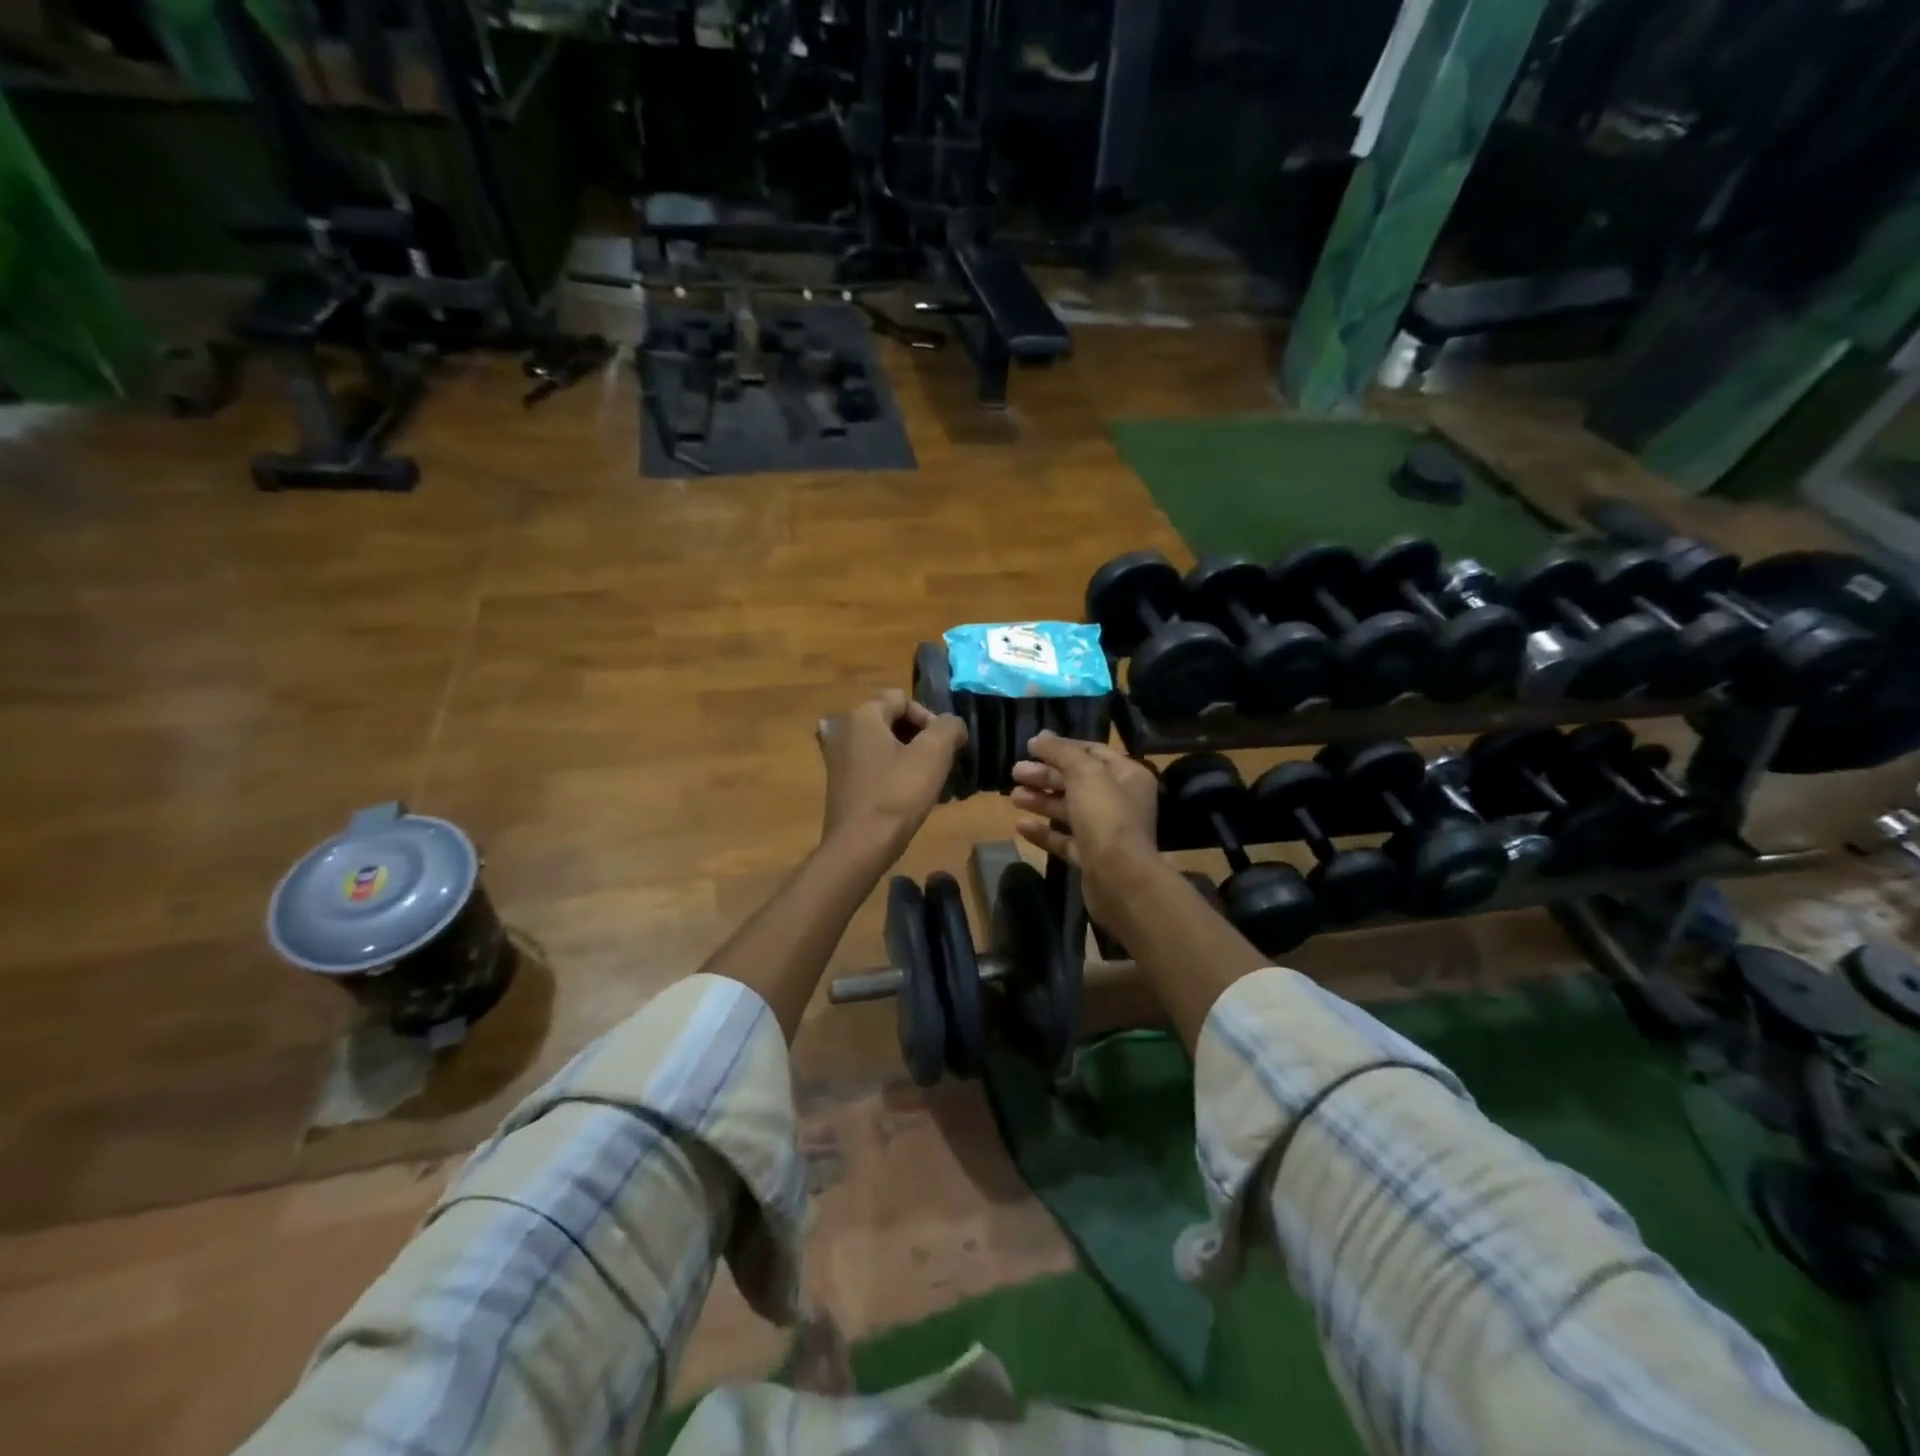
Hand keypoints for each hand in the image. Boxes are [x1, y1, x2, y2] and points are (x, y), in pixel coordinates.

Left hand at [816, 690, 966, 860]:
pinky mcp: (837, 780)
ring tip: (924, 781)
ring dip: (905, 755)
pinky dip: (887, 770)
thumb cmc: (897, 794)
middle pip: (890, 719)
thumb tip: (952, 725)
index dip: (929, 718)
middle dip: (918, 737)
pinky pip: (869, 764)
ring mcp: (835, 755)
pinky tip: (902, 792)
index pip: (903, 699)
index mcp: (863, 714)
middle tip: (937, 764)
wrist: (860, 845)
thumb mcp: (934, 754)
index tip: (943, 747)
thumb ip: (949, 727)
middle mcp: (843, 728)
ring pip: (881, 743)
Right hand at [1009, 732, 1160, 925]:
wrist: (1120, 879)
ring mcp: (1105, 831)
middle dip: (1045, 775)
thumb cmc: (1106, 816)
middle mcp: (1120, 801)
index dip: (1061, 747)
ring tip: (1013, 797)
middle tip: (1015, 772)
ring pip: (1068, 810)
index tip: (1030, 746)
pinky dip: (1043, 831)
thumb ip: (1061, 751)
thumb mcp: (1084, 773)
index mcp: (1127, 775)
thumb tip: (1040, 737)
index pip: (1092, 752)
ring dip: (1041, 800)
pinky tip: (1020, 826)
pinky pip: (1064, 839)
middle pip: (1077, 781)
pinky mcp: (1091, 857)